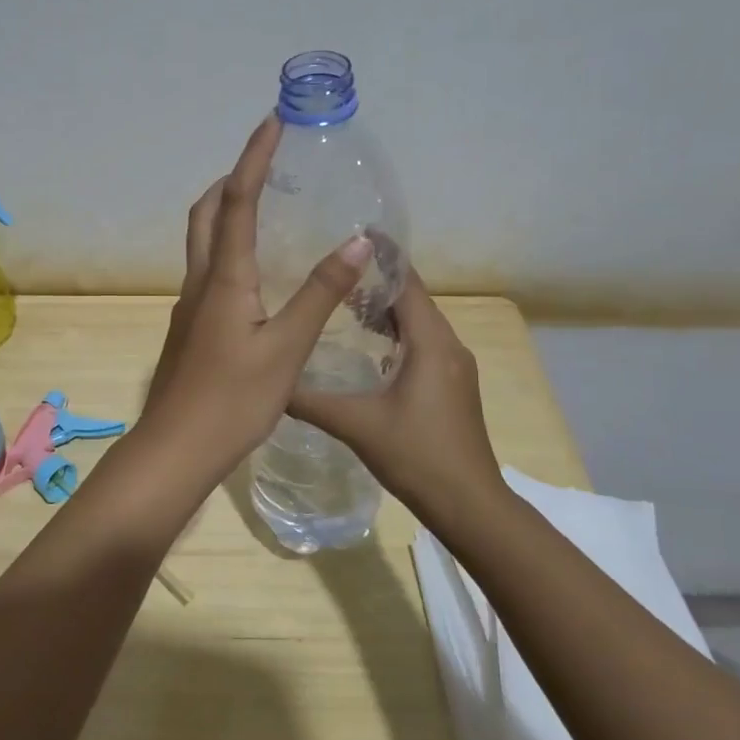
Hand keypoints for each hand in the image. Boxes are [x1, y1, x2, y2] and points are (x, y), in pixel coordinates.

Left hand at [139, 116, 374, 486]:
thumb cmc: (233, 400)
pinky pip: (207, 269)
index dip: (254, 158)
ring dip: (225, 211)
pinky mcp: (191, 328)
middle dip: (231, 179)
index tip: (271, 122)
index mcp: (224, 278)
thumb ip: (319, 293)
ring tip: (263, 205)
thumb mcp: (286, 348)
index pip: (238, 201)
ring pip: (202, 241)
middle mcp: (200, 282)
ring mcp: (190, 306)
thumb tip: (357, 239)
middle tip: (265, 164)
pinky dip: (227, 247)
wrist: (176, 448)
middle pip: (206, 213)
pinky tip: (255, 271)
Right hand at [288, 269, 505, 513]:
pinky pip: (422, 345)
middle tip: (333, 269)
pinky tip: (366, 347)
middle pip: (412, 299)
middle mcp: (448, 346)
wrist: (470, 505)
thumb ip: (309, 400)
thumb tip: (269, 382)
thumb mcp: (355, 425)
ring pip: (418, 323)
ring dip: (385, 310)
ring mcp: (453, 368)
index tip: (353, 234)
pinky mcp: (452, 387)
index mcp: (430, 343)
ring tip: (342, 302)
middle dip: (376, 281)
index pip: (407, 283)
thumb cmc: (416, 455)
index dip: (382, 257)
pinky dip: (395, 335)